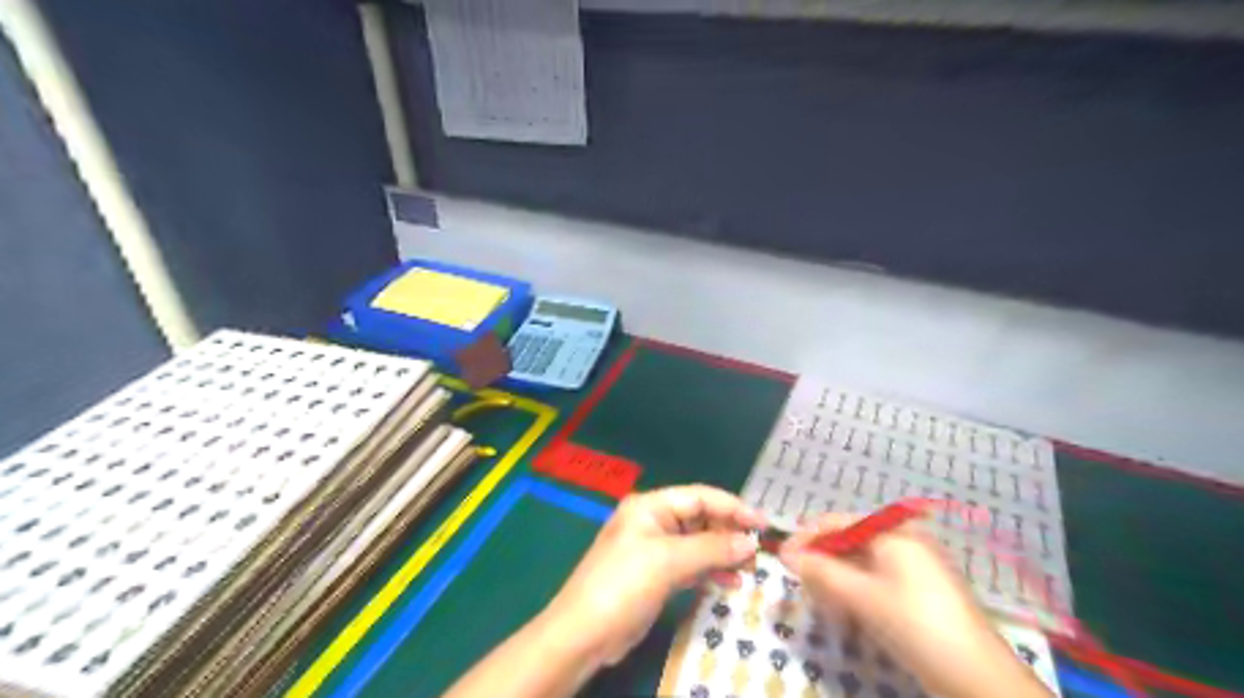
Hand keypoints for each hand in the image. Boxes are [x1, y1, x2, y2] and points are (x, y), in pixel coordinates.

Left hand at [540, 485, 762, 669]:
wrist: (584, 634)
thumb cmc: (624, 585)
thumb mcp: (668, 561)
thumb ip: (711, 548)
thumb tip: (750, 542)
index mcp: (650, 506)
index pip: (699, 497)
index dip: (732, 507)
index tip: (763, 523)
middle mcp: (653, 522)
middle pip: (700, 519)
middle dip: (729, 532)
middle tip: (760, 551)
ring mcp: (654, 549)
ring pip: (698, 544)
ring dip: (723, 553)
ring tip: (751, 569)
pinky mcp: (656, 575)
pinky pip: (690, 565)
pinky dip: (710, 571)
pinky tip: (730, 582)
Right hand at [780, 512, 1041, 696]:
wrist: (977, 678)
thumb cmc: (915, 624)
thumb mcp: (862, 596)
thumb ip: (821, 572)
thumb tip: (786, 555)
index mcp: (893, 533)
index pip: (838, 522)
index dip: (806, 537)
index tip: (780, 556)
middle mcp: (904, 541)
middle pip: (849, 540)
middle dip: (822, 559)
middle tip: (799, 581)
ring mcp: (914, 566)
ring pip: (861, 561)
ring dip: (836, 576)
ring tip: (819, 597)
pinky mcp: (919, 591)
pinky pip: (877, 578)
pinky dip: (856, 589)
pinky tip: (845, 608)